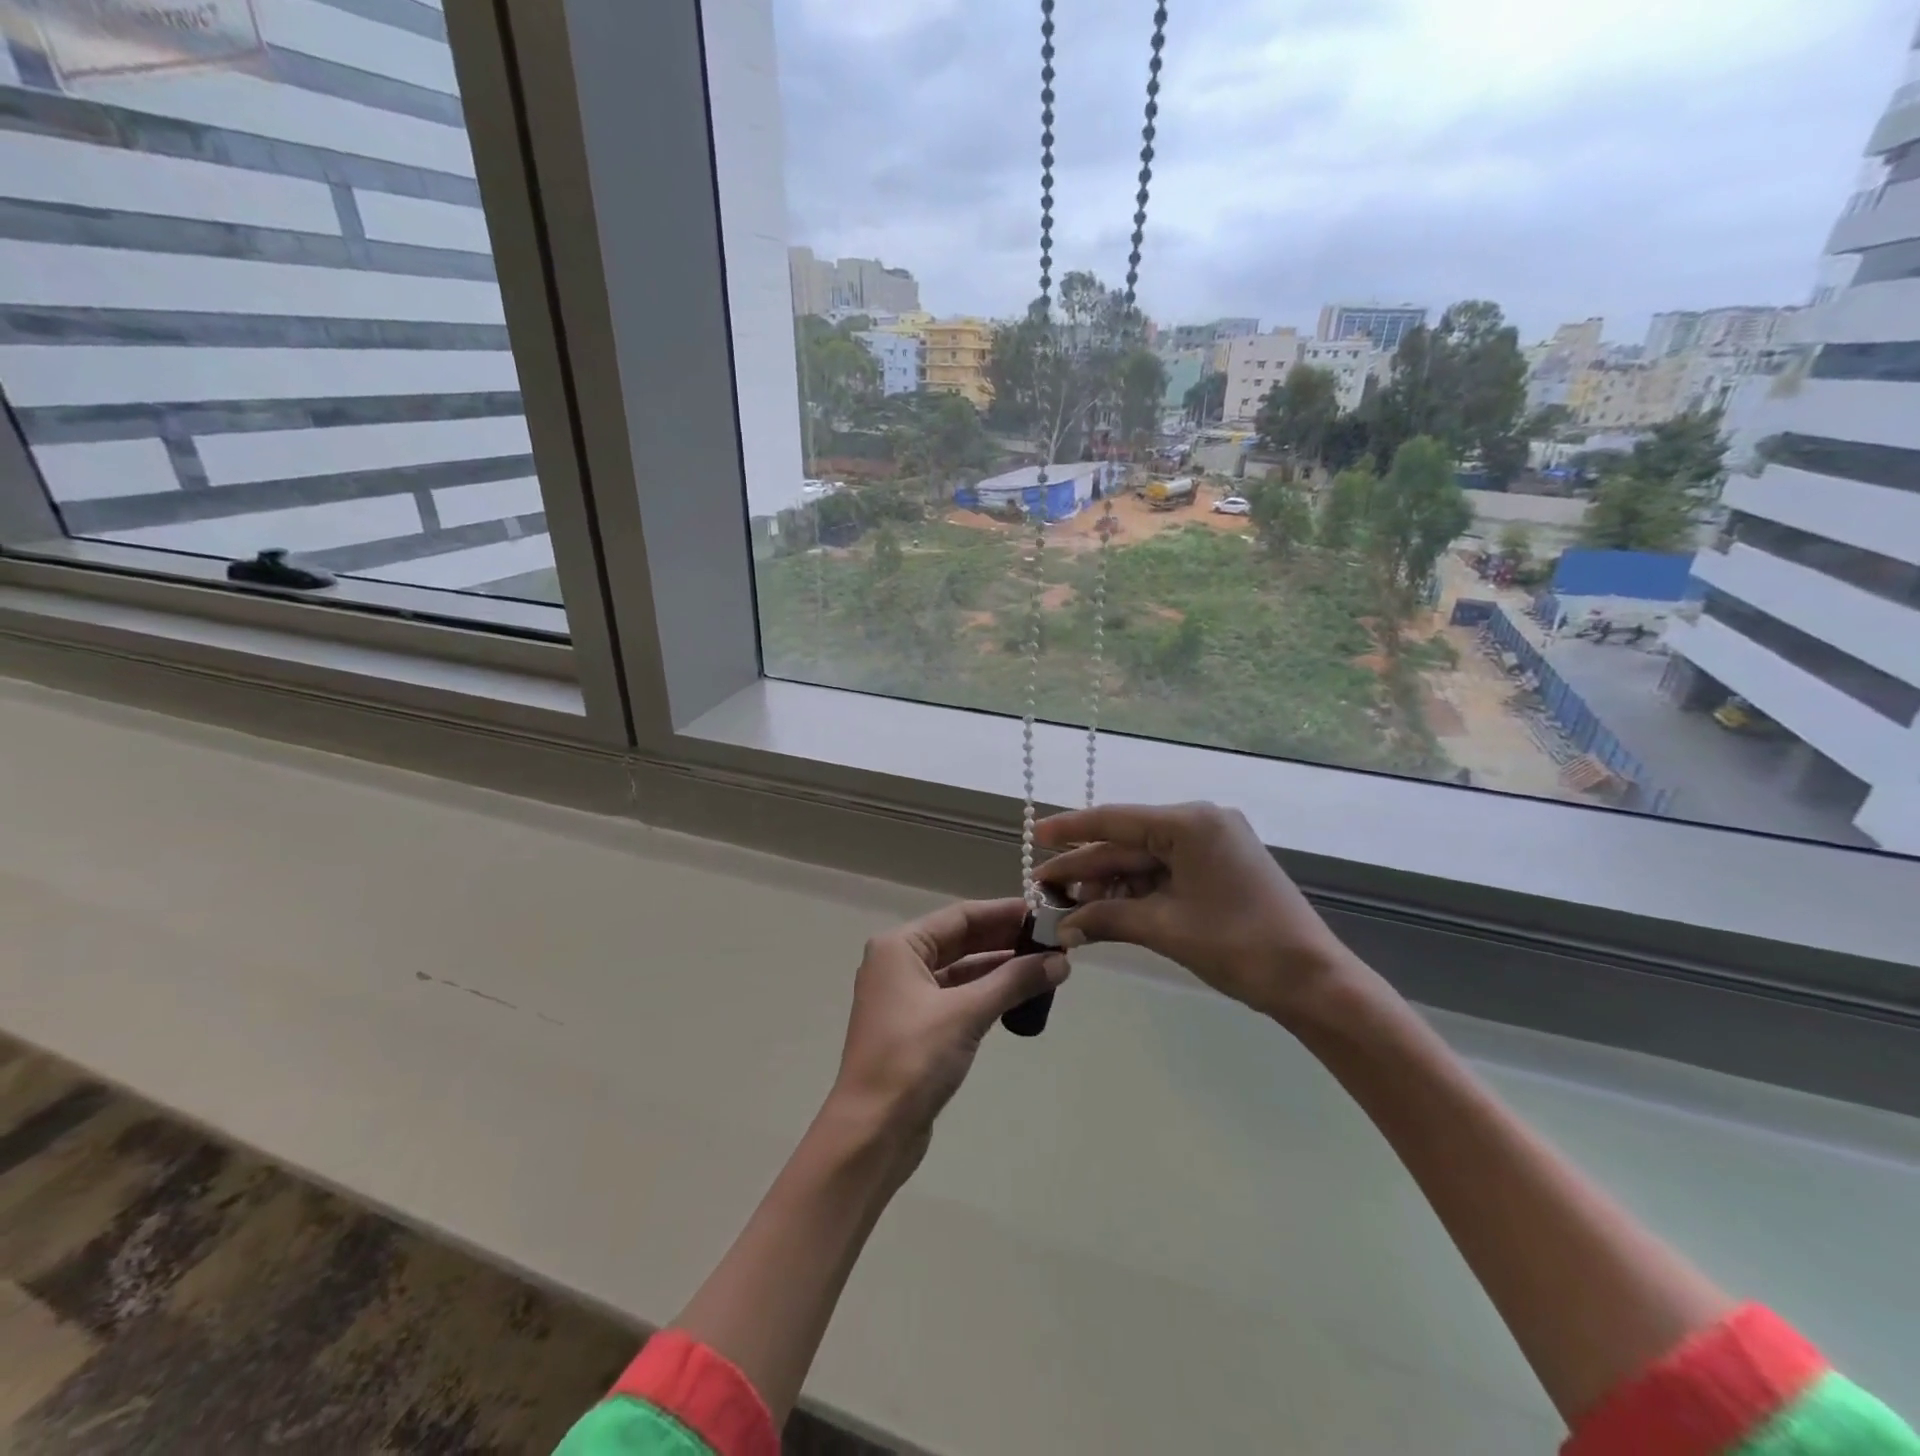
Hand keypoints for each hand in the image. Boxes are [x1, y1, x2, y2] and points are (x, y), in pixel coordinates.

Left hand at [830, 899, 1069, 1169]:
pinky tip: (1019, 995)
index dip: (1003, 912)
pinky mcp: (916, 1027)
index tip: (1044, 912)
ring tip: (1046, 965)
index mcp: (899, 946)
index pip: (960, 916)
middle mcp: (899, 963)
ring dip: (999, 968)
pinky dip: (987, 993)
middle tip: (1052, 940)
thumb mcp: (966, 1013)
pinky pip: (958, 996)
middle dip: (1005, 939)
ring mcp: (906, 996)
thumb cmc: (913, 1059)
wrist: (872, 1132)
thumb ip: (1013, 982)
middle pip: (960, 940)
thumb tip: (1060, 961)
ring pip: (961, 969)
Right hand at [1036, 802, 1358, 1024]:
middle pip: (1129, 842)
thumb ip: (1108, 918)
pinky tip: (1108, 907)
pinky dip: (1138, 889)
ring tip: (1071, 906)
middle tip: (1045, 888)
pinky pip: (1167, 871)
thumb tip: (1062, 927)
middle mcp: (1201, 822)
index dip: (1072, 830)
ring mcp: (1214, 844)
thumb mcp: (1165, 928)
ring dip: (1110, 883)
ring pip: (1146, 858)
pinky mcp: (1221, 866)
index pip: (1116, 820)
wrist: (1313, 981)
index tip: (1036, 835)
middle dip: (1087, 867)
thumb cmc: (1239, 946)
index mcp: (1191, 823)